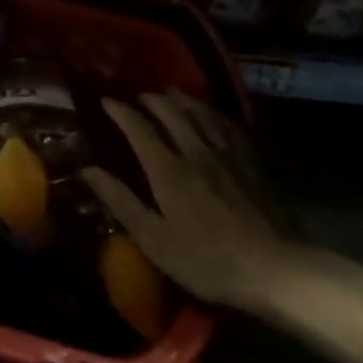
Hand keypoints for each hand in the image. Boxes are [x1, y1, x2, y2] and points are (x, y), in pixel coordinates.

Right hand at [81, 92, 293, 311]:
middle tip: (139, 96)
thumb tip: (88, 170)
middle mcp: (197, 152)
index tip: (106, 101)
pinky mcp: (252, 164)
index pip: (139, 129)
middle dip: (152, 100)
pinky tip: (213, 115)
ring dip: (183, 100)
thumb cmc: (206, 261)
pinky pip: (229, 126)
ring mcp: (228, 155)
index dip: (121, 112)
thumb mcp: (153, 239)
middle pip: (172, 113)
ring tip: (172, 94)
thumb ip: (120, 201)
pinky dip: (214, 114)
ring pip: (203, 114)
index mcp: (168, 170)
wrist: (274, 269)